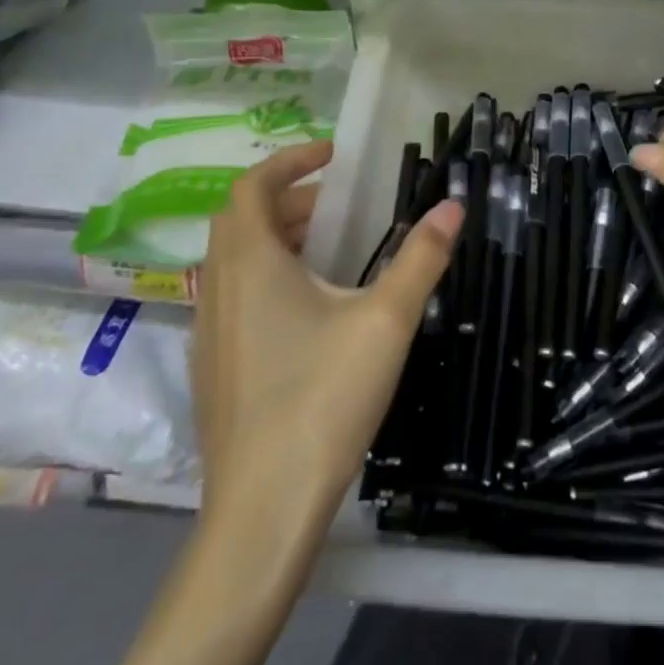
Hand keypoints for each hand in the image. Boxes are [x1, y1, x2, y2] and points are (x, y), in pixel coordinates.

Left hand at [194, 141, 461, 517]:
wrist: (263, 508)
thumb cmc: (324, 399)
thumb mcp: (386, 321)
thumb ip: (421, 258)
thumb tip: (454, 205)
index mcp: (251, 264)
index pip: (252, 187)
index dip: (289, 161)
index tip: (333, 156)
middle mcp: (219, 288)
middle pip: (242, 220)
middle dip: (290, 199)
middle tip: (340, 204)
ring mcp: (209, 331)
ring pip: (235, 260)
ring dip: (277, 238)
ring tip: (330, 249)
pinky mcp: (214, 367)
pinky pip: (234, 296)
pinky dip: (267, 276)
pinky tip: (309, 310)